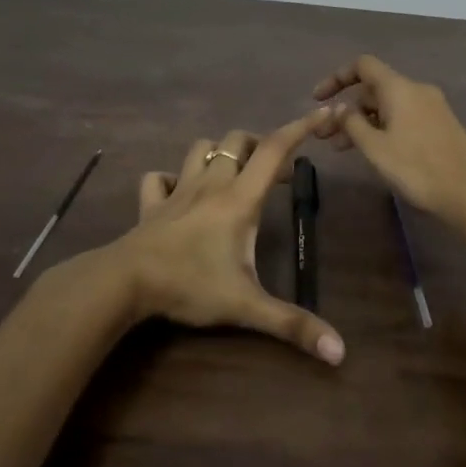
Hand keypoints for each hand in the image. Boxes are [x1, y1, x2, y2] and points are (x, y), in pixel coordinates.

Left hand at [109, 112, 345, 365]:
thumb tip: (340, 351)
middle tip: (274, 176)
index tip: (321, 115)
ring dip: (220, 154)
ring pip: (201, 149)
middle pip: (238, 141)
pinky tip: (179, 196)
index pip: (274, 150)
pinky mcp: (151, 204)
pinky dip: (172, 179)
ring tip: (233, 176)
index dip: (300, 128)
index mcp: (239, 199)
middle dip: (260, 146)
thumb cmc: (190, 285)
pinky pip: (160, 178)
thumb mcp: (246, 307)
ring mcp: (177, 191)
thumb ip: (292, 325)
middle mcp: (211, 185)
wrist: (125, 282)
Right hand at [313, 55, 465, 235]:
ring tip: (343, 149)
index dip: (337, 77)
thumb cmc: (417, 168)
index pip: (363, 66)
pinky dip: (383, 127)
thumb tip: (339, 108)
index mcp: (400, 88)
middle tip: (326, 136)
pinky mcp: (441, 125)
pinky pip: (404, 116)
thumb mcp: (375, 148)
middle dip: (347, 108)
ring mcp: (432, 107)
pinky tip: (375, 151)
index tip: (318, 99)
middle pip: (374, 88)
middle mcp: (417, 90)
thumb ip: (352, 123)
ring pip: (388, 106)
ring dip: (363, 121)